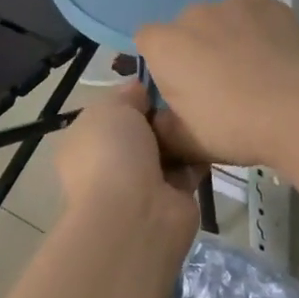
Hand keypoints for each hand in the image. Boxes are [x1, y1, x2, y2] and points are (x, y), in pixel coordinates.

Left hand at [53, 84, 202, 240]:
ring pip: (167, 148)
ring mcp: (141, 183)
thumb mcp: (111, 108)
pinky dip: (199, 154)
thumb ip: (127, 95)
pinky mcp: (173, 198)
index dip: (135, 97)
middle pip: (143, 129)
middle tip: (184, 97)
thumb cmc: (113, 153)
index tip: (159, 83)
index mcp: (86, 141)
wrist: (135, 214)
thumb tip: (141, 91)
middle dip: (161, 114)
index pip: (112, 113)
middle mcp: (111, 163)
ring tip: (200, 113)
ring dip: (181, 134)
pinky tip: (212, 135)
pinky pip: (188, 167)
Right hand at [136, 0, 298, 170]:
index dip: (161, 64)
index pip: (146, 42)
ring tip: (250, 66)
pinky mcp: (265, 0)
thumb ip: (162, 129)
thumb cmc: (235, 127)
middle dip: (194, 49)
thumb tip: (158, 120)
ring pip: (218, 17)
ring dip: (224, 35)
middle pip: (184, 28)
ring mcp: (230, 2)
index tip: (179, 88)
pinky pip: (248, 6)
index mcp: (164, 45)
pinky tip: (268, 46)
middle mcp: (191, 14)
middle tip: (218, 83)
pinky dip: (252, 22)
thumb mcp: (188, 143)